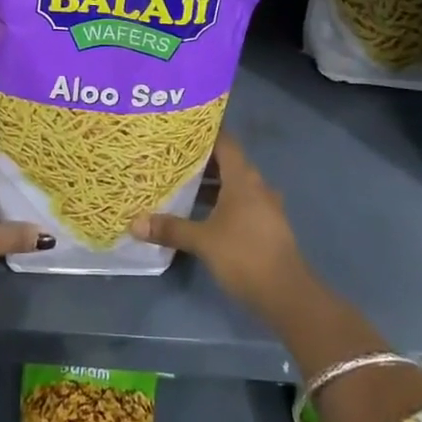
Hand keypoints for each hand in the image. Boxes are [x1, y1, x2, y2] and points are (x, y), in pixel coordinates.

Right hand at [130, 132, 309, 315]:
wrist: (287, 294)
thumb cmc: (244, 255)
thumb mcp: (203, 241)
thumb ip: (171, 228)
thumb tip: (135, 223)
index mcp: (243, 179)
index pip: (225, 142)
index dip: (205, 132)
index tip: (182, 128)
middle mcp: (256, 186)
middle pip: (228, 162)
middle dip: (202, 160)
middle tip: (173, 157)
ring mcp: (265, 206)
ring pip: (235, 185)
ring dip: (212, 184)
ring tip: (183, 184)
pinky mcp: (267, 226)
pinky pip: (241, 203)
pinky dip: (222, 202)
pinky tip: (203, 214)